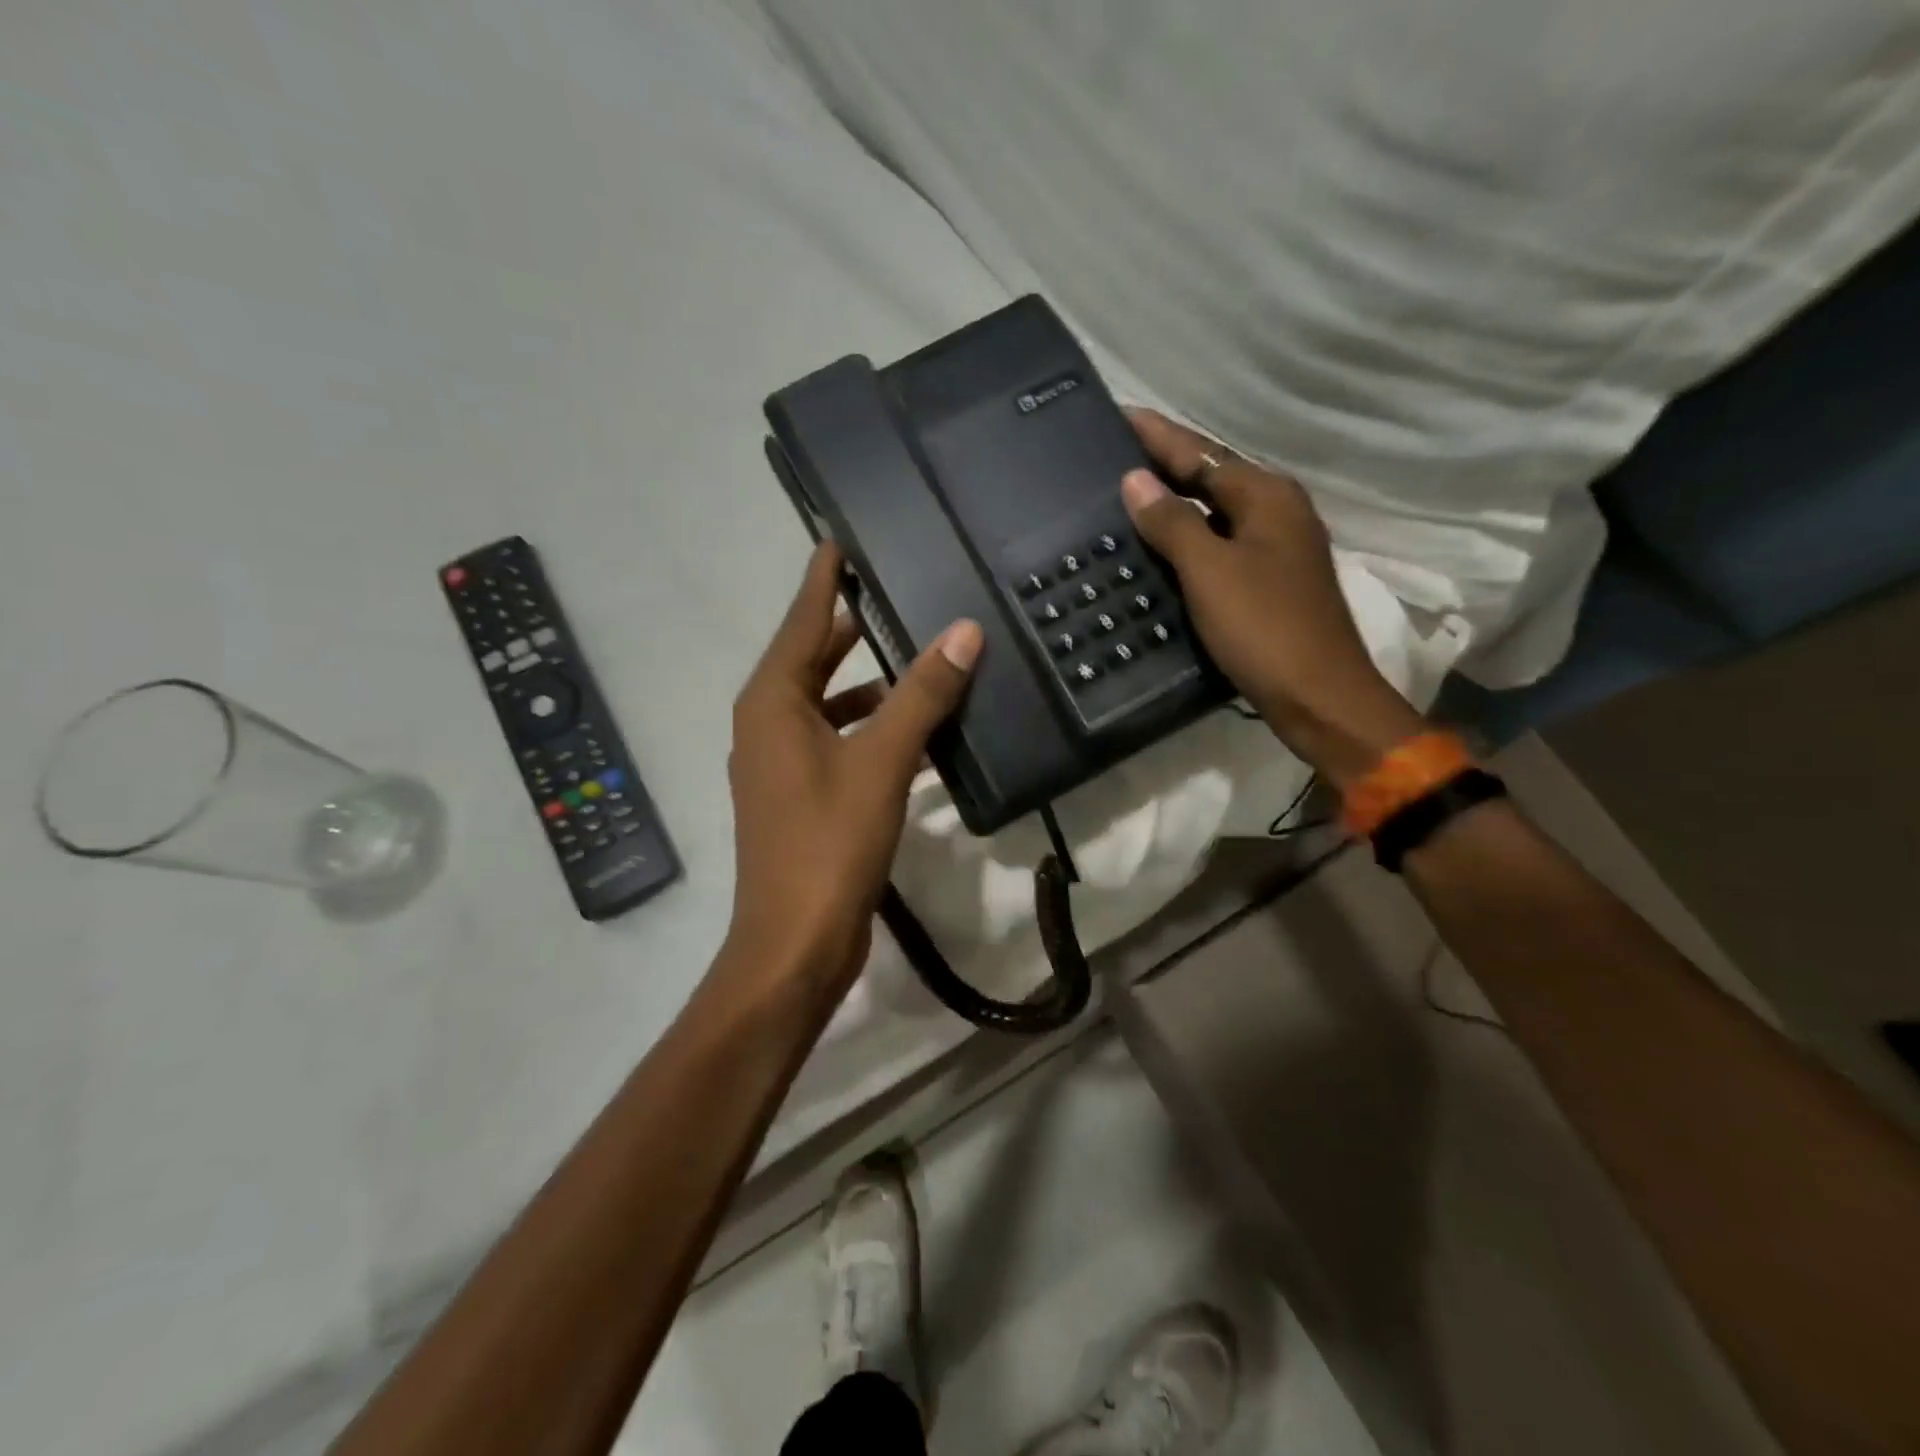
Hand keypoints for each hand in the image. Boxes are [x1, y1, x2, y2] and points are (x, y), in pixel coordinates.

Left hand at [724, 542, 981, 998]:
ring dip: (864, 681)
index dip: (823, 577)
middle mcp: (767, 724)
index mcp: (772, 703)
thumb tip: (962, 632)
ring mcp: (780, 764)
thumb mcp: (880, 762)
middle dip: (847, 624)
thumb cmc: (828, 844)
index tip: (841, 538)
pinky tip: (913, 732)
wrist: (794, 944)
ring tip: (915, 655)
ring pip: (825, 702)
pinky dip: (868, 728)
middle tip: (892, 588)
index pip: (802, 619)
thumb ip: (921, 695)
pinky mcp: (799, 798)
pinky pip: (835, 741)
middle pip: (810, 657)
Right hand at [1121, 409, 1422, 788]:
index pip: (1201, 453)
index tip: (1119, 413)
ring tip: (1124, 501)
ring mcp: (1276, 549)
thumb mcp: (1211, 571)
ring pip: (1214, 515)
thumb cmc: (1264, 628)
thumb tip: (1136, 480)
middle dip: (1164, 467)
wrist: (1319, 696)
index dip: (1158, 435)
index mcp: (1266, 496)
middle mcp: (1276, 512)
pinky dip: (1187, 543)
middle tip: (1112, 457)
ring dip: (1174, 506)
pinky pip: (1219, 548)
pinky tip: (1158, 552)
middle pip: (1210, 478)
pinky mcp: (1269, 583)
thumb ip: (1172, 523)